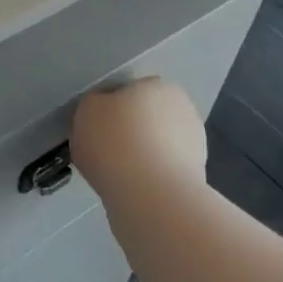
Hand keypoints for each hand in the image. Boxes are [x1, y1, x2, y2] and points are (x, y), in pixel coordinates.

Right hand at [72, 78, 207, 199]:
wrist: (151, 196)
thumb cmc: (115, 143)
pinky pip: (163, 170)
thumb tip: (104, 108)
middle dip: (130, 130)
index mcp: (156, 85)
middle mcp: (182, 108)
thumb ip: (94, 102)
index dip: (110, 109)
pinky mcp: (196, 175)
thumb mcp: (86, 110)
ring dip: (142, 154)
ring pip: (157, 144)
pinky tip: (133, 188)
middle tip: (105, 150)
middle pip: (146, 117)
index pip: (128, 91)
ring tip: (118, 174)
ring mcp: (194, 143)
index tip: (95, 128)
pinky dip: (150, 176)